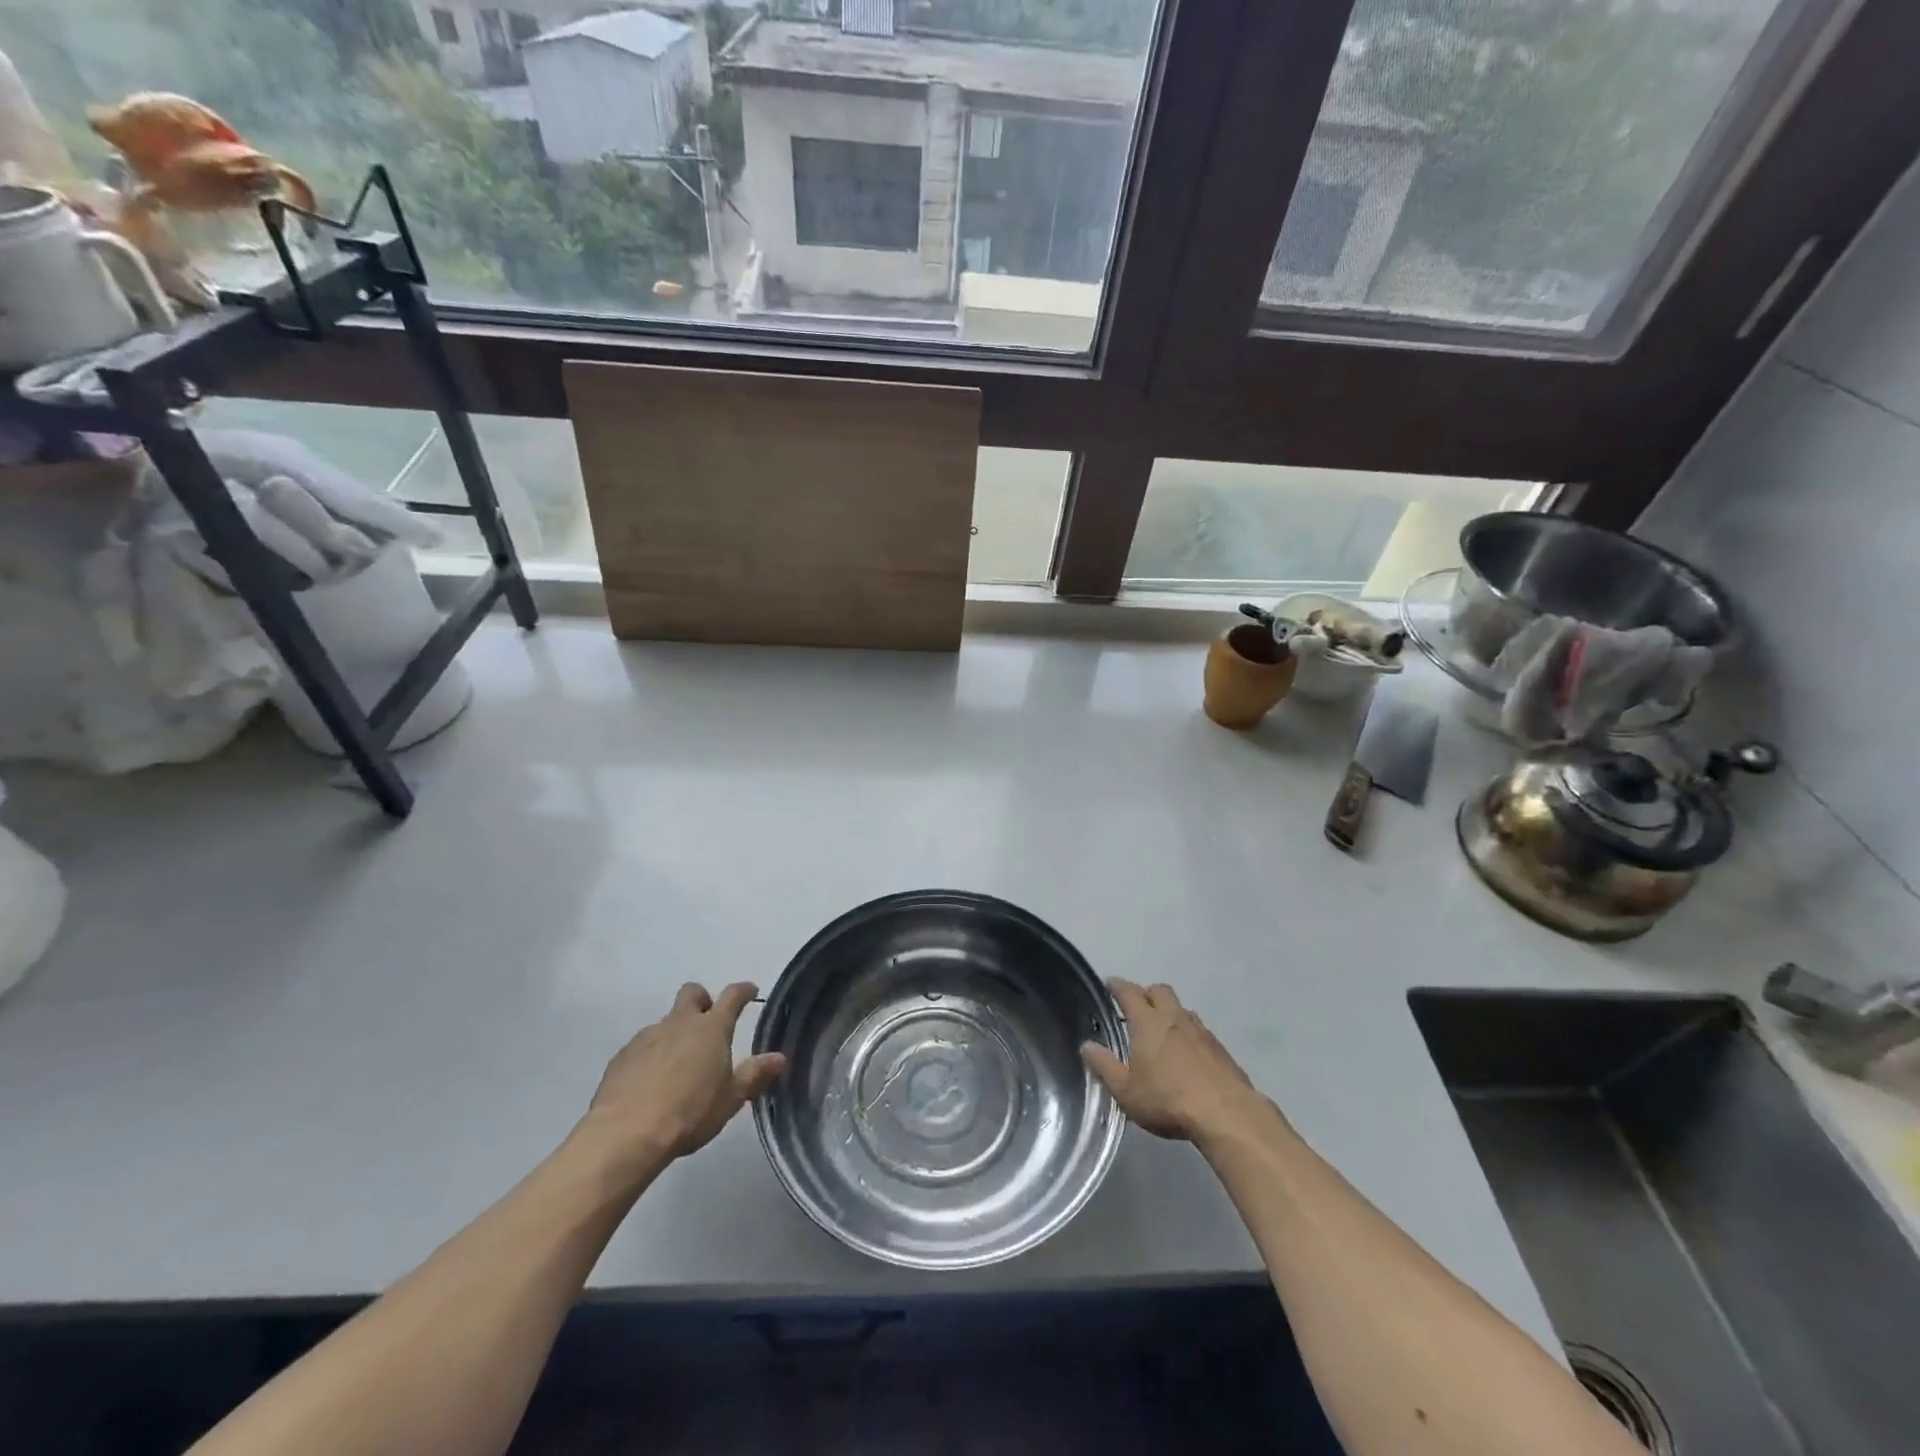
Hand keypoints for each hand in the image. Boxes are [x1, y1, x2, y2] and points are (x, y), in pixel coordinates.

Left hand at [579, 982, 786, 1174]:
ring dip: (675, 1033)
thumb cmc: (689, 1114)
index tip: (750, 991)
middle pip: (692, 992)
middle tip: (708, 1023)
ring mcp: (647, 1037)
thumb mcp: (731, 1099)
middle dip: (702, 1000)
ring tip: (678, 1065)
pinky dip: (651, 1055)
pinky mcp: (621, 1056)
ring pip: (665, 1021)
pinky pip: (642, 1046)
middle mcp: (680, 1023)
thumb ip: (754, 1075)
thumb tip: (779, 1058)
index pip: (732, 996)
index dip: (743, 990)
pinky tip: (650, 1082)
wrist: (625, 1135)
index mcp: (711, 1028)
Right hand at [1081, 979, 1268, 1143]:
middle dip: (1146, 993)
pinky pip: (1199, 1029)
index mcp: (1147, 1022)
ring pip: (1182, 1008)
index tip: (1110, 983)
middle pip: (1159, 991)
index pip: (1129, 993)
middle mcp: (1174, 1018)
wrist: (1226, 1114)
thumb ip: (1105, 1066)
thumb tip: (1086, 1046)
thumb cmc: (1167, 1100)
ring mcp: (1200, 1031)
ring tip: (1162, 1029)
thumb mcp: (1126, 1090)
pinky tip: (1187, 1052)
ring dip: (1170, 1012)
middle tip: (1137, 1006)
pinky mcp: (1220, 1048)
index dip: (1118, 986)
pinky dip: (1188, 1032)